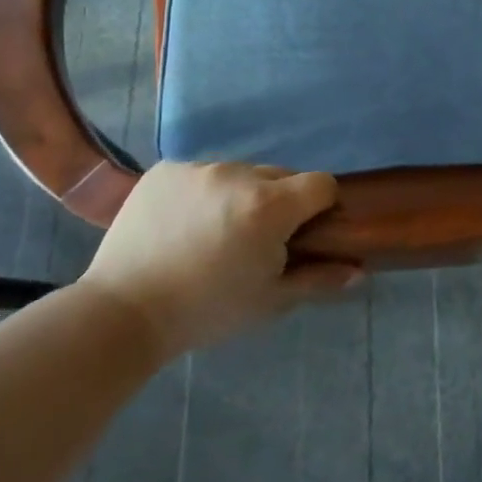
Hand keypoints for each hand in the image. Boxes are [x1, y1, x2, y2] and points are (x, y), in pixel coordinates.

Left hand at [81, 162, 354, 357]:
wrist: (122, 312)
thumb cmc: (206, 311)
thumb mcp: (270, 301)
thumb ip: (318, 279)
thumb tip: (359, 269)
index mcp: (270, 206)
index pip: (320, 183)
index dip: (321, 206)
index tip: (304, 233)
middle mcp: (238, 174)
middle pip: (281, 176)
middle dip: (279, 202)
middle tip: (256, 241)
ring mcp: (198, 168)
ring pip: (240, 174)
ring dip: (240, 196)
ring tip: (214, 234)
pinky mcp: (165, 170)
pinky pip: (202, 174)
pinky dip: (203, 194)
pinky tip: (183, 225)